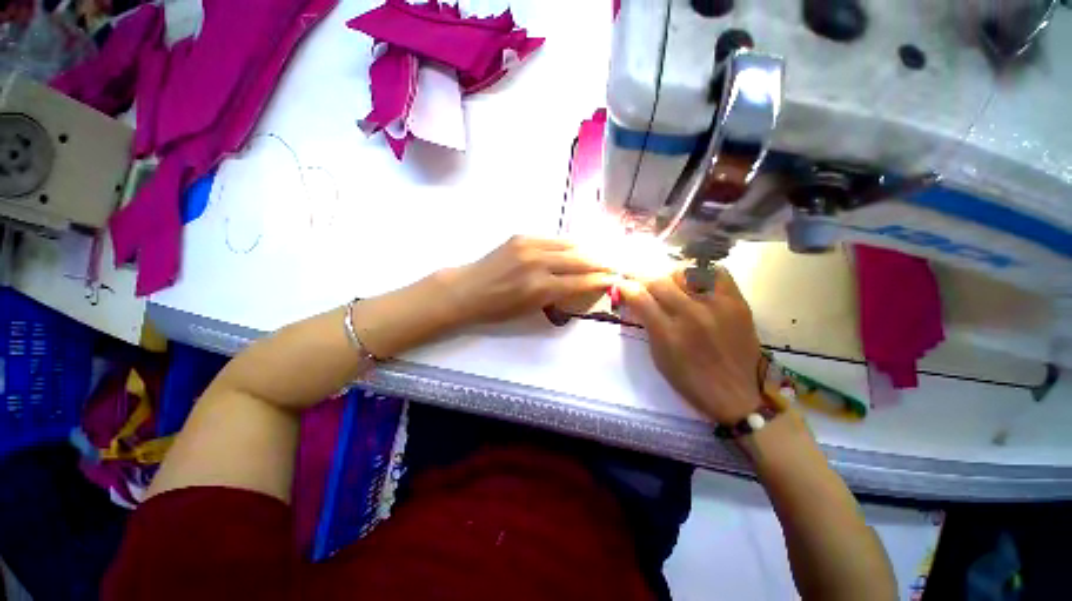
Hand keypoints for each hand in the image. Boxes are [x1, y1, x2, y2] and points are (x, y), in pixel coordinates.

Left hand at [443, 236, 615, 325]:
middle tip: (612, 266)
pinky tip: (572, 249)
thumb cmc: (498, 308)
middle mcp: (538, 263)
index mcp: (540, 288)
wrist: (468, 289)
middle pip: (579, 260)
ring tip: (596, 256)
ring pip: (568, 245)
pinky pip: (552, 239)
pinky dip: (566, 245)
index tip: (613, 279)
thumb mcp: (530, 309)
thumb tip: (578, 284)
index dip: (599, 280)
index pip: (579, 282)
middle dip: (599, 263)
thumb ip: (557, 296)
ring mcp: (529, 246)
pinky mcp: (521, 236)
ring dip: (585, 251)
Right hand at [619, 267, 762, 423]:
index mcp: (667, 333)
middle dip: (644, 279)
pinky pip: (717, 273)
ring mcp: (716, 306)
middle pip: (659, 281)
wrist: (736, 394)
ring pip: (686, 272)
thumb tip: (636, 300)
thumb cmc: (690, 380)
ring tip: (672, 285)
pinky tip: (698, 282)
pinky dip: (703, 273)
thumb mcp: (659, 356)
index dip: (626, 286)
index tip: (623, 284)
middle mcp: (690, 315)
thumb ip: (647, 325)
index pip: (639, 297)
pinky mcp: (737, 303)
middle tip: (643, 283)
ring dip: (671, 276)